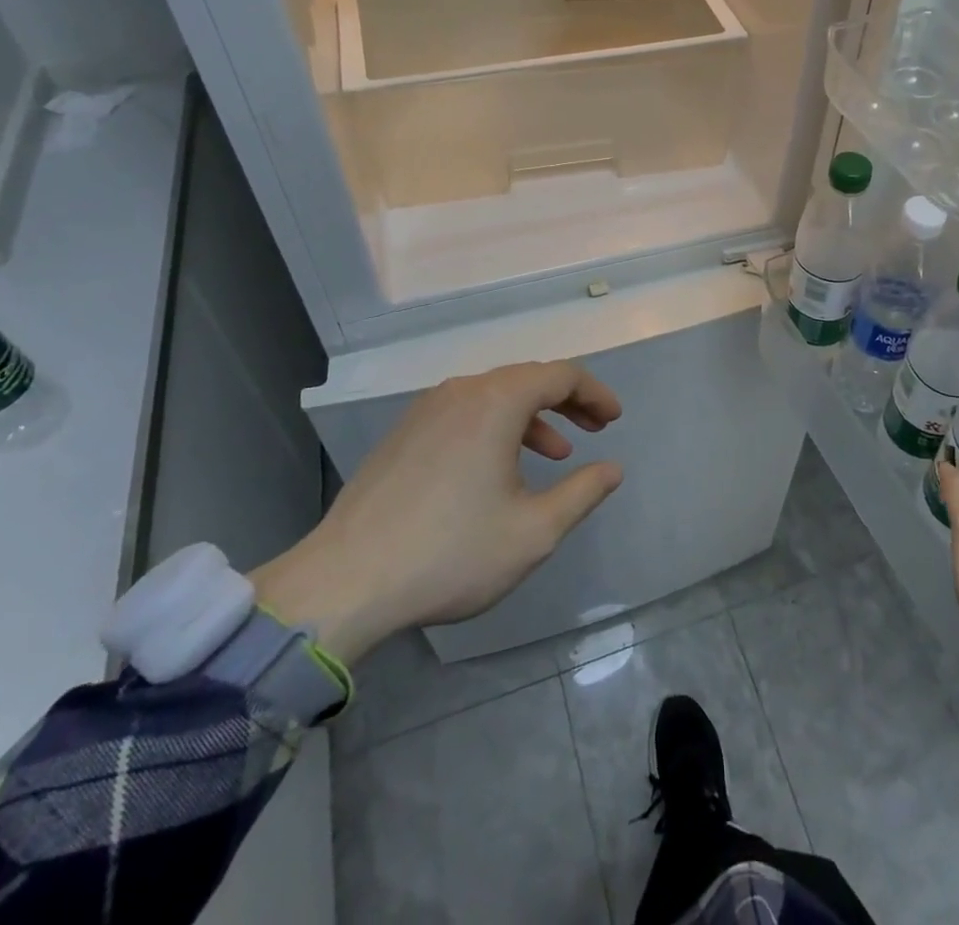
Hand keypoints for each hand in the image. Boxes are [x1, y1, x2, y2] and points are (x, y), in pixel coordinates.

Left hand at [251, 361, 623, 665]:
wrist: (344, 583)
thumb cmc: (451, 553)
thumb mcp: (534, 531)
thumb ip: (582, 493)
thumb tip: (611, 469)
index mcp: (496, 402)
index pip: (561, 375)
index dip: (595, 394)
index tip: (614, 419)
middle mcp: (461, 392)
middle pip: (527, 379)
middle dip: (567, 402)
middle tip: (594, 429)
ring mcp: (426, 410)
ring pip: (494, 397)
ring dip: (531, 417)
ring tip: (554, 454)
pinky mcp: (403, 434)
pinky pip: (464, 413)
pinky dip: (496, 428)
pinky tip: (498, 469)